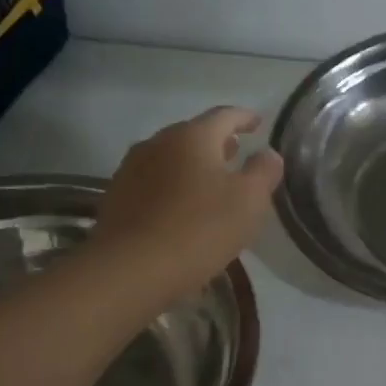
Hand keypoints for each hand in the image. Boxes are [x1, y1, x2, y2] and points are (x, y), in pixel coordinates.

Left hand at [91, 107, 283, 300]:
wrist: (131, 269)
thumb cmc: (199, 229)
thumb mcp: (249, 201)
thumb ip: (264, 172)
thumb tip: (268, 153)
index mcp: (193, 136)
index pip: (225, 115)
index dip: (245, 118)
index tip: (259, 123)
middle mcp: (158, 142)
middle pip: (193, 134)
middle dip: (217, 142)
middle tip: (236, 152)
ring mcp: (132, 169)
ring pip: (171, 158)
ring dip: (193, 165)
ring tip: (210, 181)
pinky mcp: (117, 197)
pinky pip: (154, 182)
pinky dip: (173, 185)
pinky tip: (181, 207)